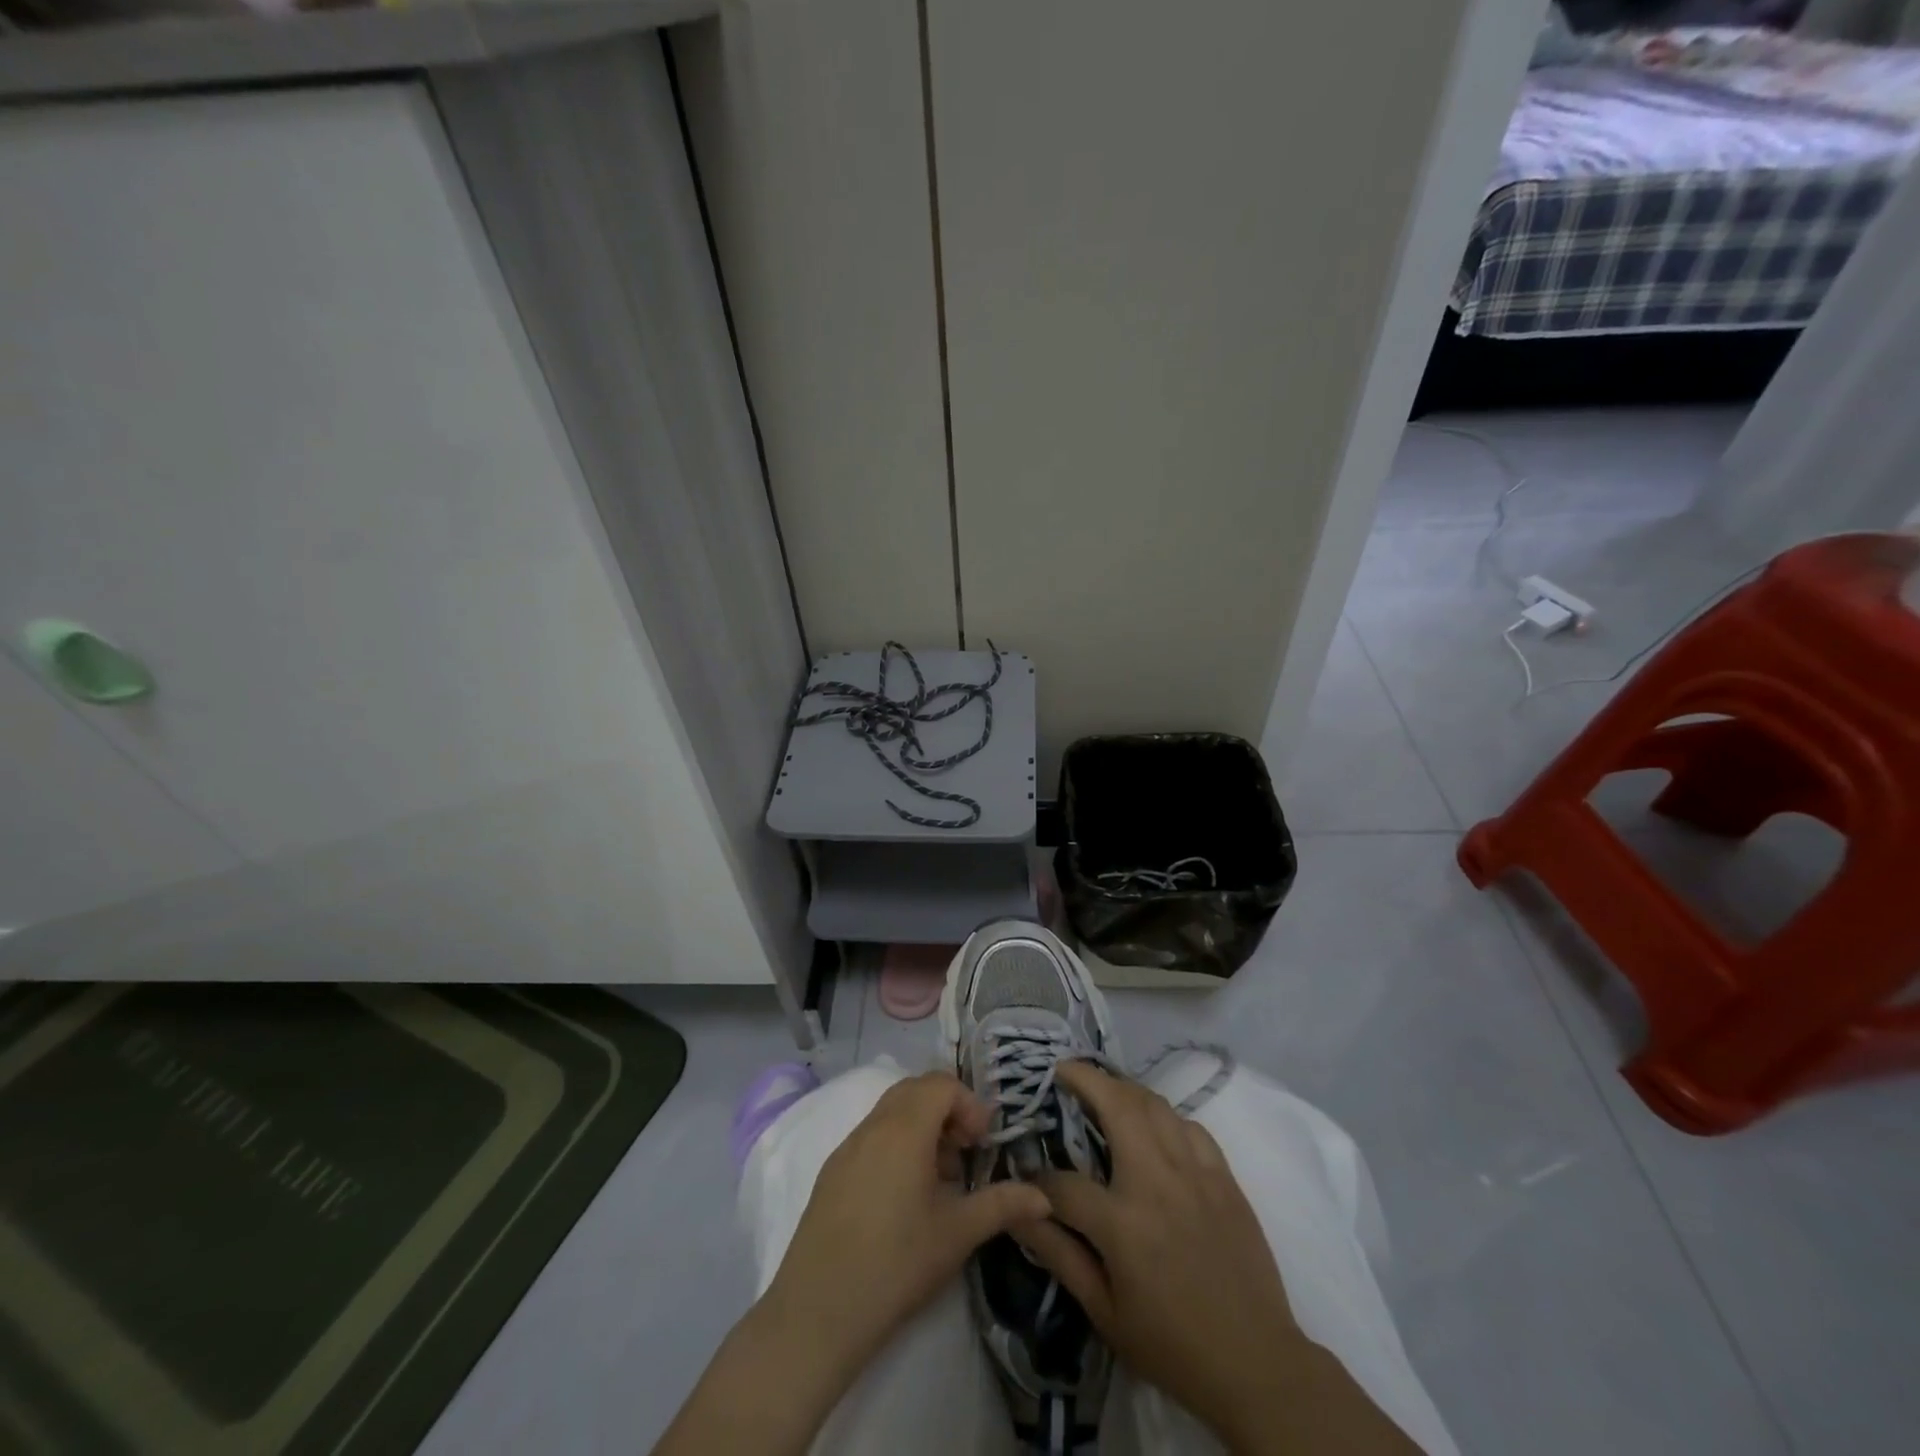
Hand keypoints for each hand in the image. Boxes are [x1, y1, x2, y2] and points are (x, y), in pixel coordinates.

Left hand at [763, 1071, 1050, 1378]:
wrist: (818, 1310)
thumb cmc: (896, 1263)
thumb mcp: (957, 1233)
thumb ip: (1002, 1205)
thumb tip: (1043, 1198)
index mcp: (904, 1128)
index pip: (941, 1084)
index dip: (969, 1104)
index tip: (983, 1143)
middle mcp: (873, 1125)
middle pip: (915, 1090)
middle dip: (947, 1111)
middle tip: (966, 1153)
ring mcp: (847, 1146)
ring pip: (891, 1111)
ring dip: (922, 1128)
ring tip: (940, 1179)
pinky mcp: (832, 1170)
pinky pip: (872, 1135)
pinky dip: (897, 1144)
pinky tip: (905, 1196)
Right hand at [1013, 1061, 1299, 1443]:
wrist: (1256, 1363)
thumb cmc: (1173, 1345)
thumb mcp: (1105, 1313)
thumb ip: (1060, 1257)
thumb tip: (1020, 1215)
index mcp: (1122, 1222)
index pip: (1063, 1182)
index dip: (1038, 1177)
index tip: (1028, 1175)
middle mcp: (1157, 1182)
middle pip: (1116, 1104)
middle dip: (1084, 1079)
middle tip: (1064, 1071)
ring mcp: (1194, 1173)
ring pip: (1154, 1104)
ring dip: (1123, 1088)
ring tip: (1103, 1088)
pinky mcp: (1224, 1177)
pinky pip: (1190, 1126)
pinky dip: (1165, 1116)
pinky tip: (1155, 1125)